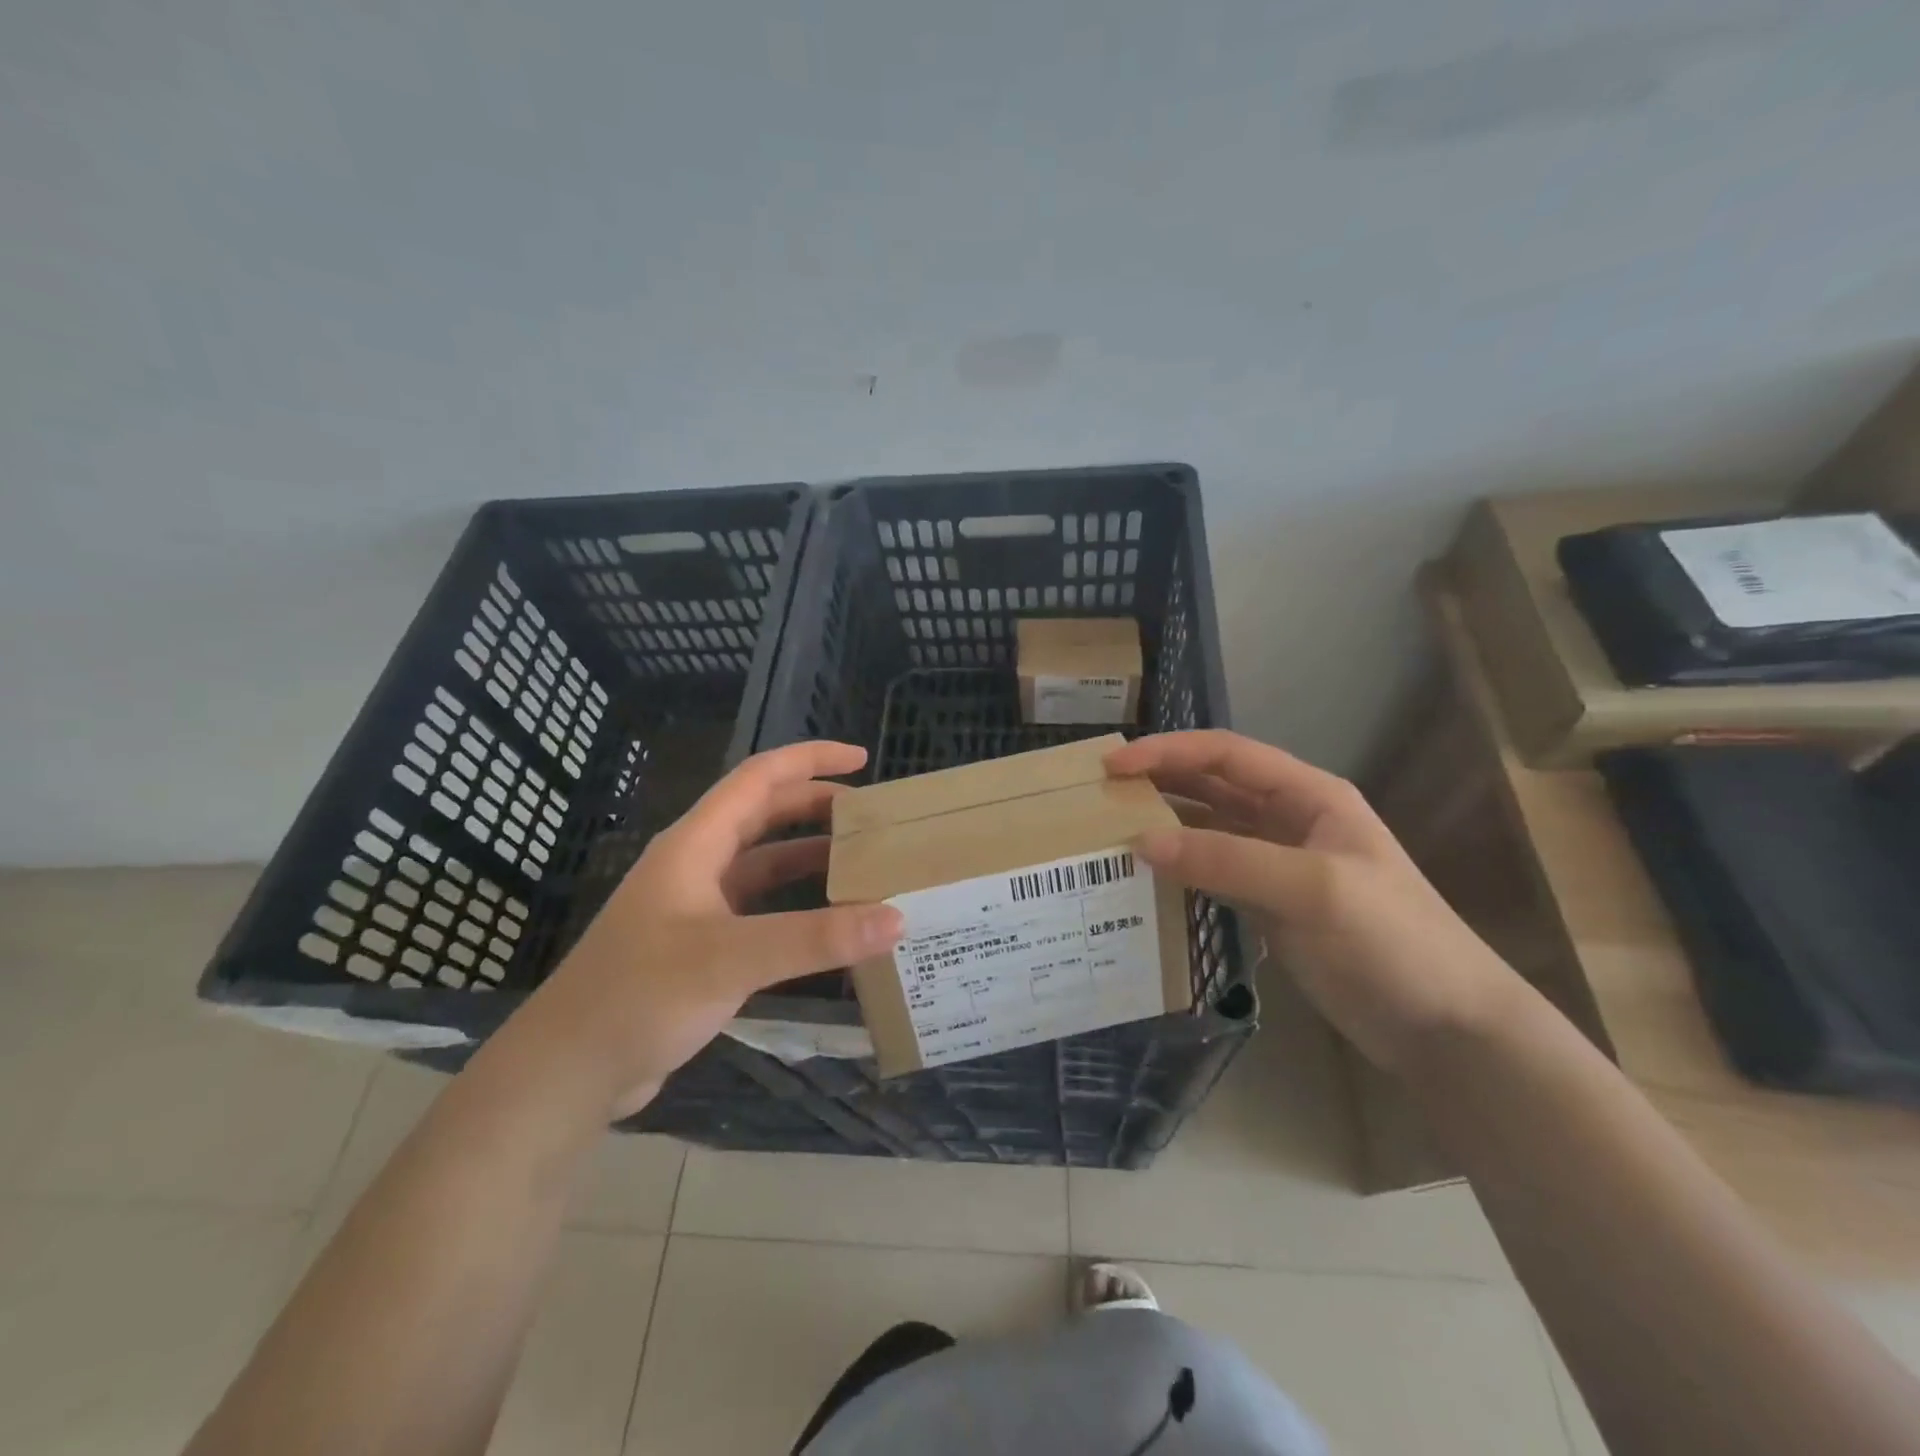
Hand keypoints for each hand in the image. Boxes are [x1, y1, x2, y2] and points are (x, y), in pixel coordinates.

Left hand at [507, 741, 904, 1118]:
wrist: (570, 1070)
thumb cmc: (641, 995)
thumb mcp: (732, 958)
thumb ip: (814, 938)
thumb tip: (895, 918)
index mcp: (695, 844)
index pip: (759, 779)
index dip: (810, 760)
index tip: (861, 759)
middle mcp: (696, 865)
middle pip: (763, 815)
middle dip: (816, 807)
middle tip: (871, 818)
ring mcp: (697, 907)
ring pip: (763, 864)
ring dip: (809, 858)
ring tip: (862, 864)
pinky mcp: (701, 946)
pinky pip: (760, 909)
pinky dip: (796, 905)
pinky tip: (828, 924)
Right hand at [1106, 730, 1519, 1071]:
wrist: (1445, 1026)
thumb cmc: (1391, 941)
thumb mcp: (1311, 889)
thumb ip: (1226, 860)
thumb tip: (1141, 843)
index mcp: (1307, 795)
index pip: (1225, 755)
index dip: (1168, 752)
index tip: (1113, 766)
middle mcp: (1289, 820)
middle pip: (1211, 786)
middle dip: (1158, 782)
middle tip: (1100, 794)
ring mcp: (1278, 864)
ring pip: (1208, 829)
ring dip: (1164, 825)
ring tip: (1110, 830)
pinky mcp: (1269, 905)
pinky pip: (1213, 872)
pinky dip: (1179, 869)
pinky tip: (1145, 877)